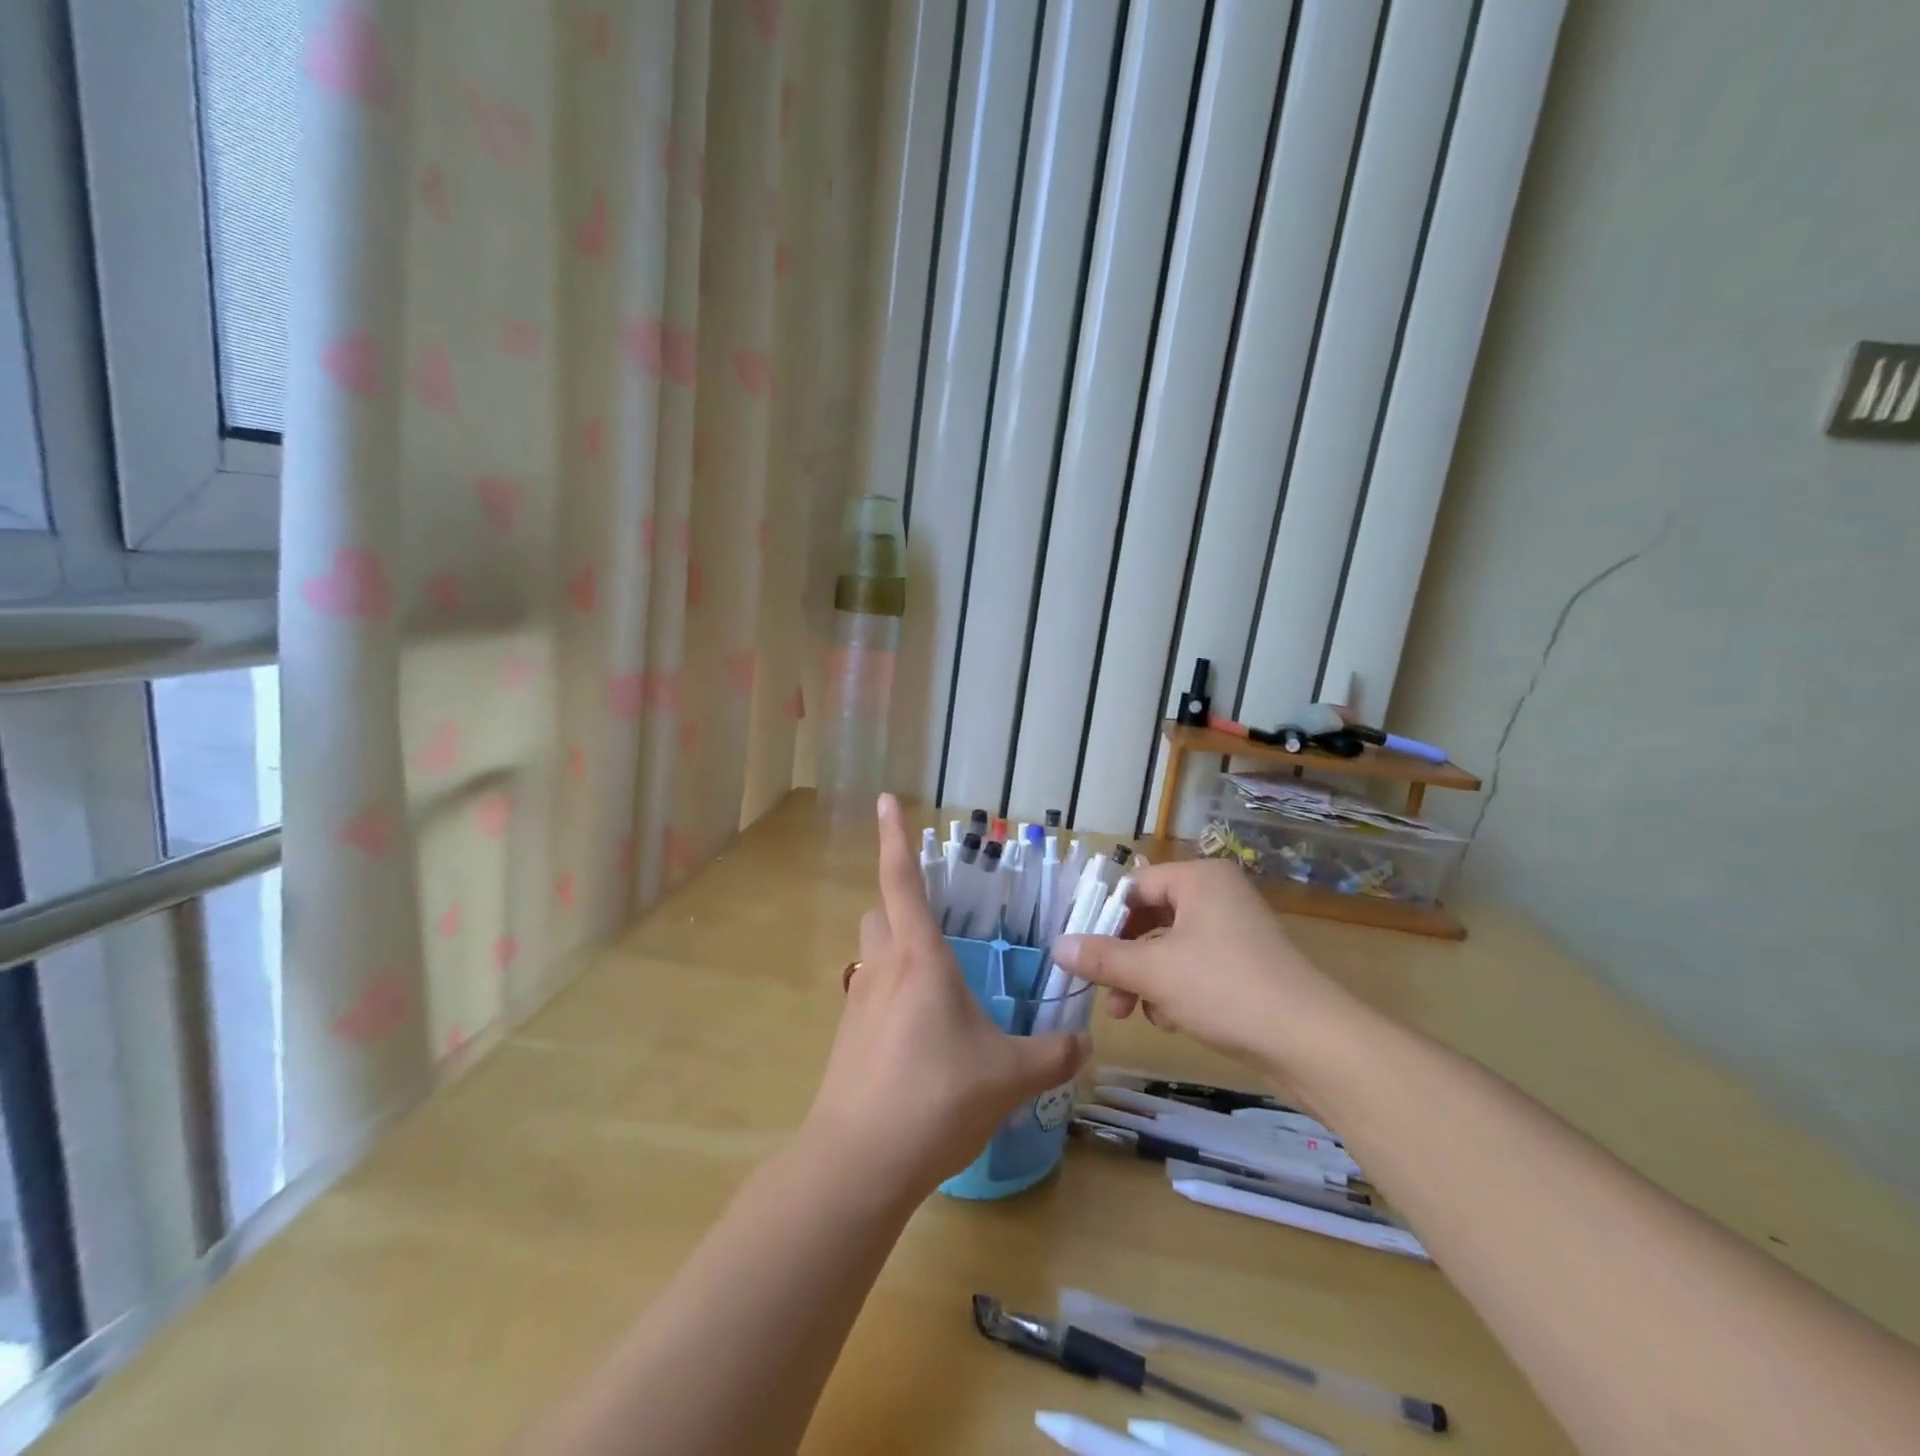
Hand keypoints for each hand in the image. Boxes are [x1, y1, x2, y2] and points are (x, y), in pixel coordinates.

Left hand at [802, 795, 1090, 1200]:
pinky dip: (892, 996)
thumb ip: (1051, 1055)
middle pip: (880, 912)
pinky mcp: (847, 1039)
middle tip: (938, 920)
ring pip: (872, 953)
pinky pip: (870, 996)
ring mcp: (858, 1004)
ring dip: (896, 951)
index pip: (902, 879)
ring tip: (936, 981)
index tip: (885, 800)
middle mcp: (882, 968)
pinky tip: (920, 1037)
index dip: (894, 836)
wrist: (859, 1162)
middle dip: (901, 903)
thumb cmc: (936, 1097)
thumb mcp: (1008, 1076)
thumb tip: (1083, 1044)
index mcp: (919, 957)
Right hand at [1052, 859, 1365, 1088]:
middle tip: (1104, 993)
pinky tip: (1174, 1021)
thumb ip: (1102, 958)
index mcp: (1199, 880)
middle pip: (1150, 919)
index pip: (1134, 888)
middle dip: (1124, 959)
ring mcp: (1235, 930)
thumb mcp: (1154, 973)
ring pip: (1169, 948)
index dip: (1103, 920)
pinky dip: (1176, 990)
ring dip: (1147, 980)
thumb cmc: (1225, 989)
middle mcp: (1217, 895)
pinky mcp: (1246, 965)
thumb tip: (1056, 946)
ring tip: (1137, 1015)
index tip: (1080, 953)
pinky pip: (1194, 967)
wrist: (1312, 1043)